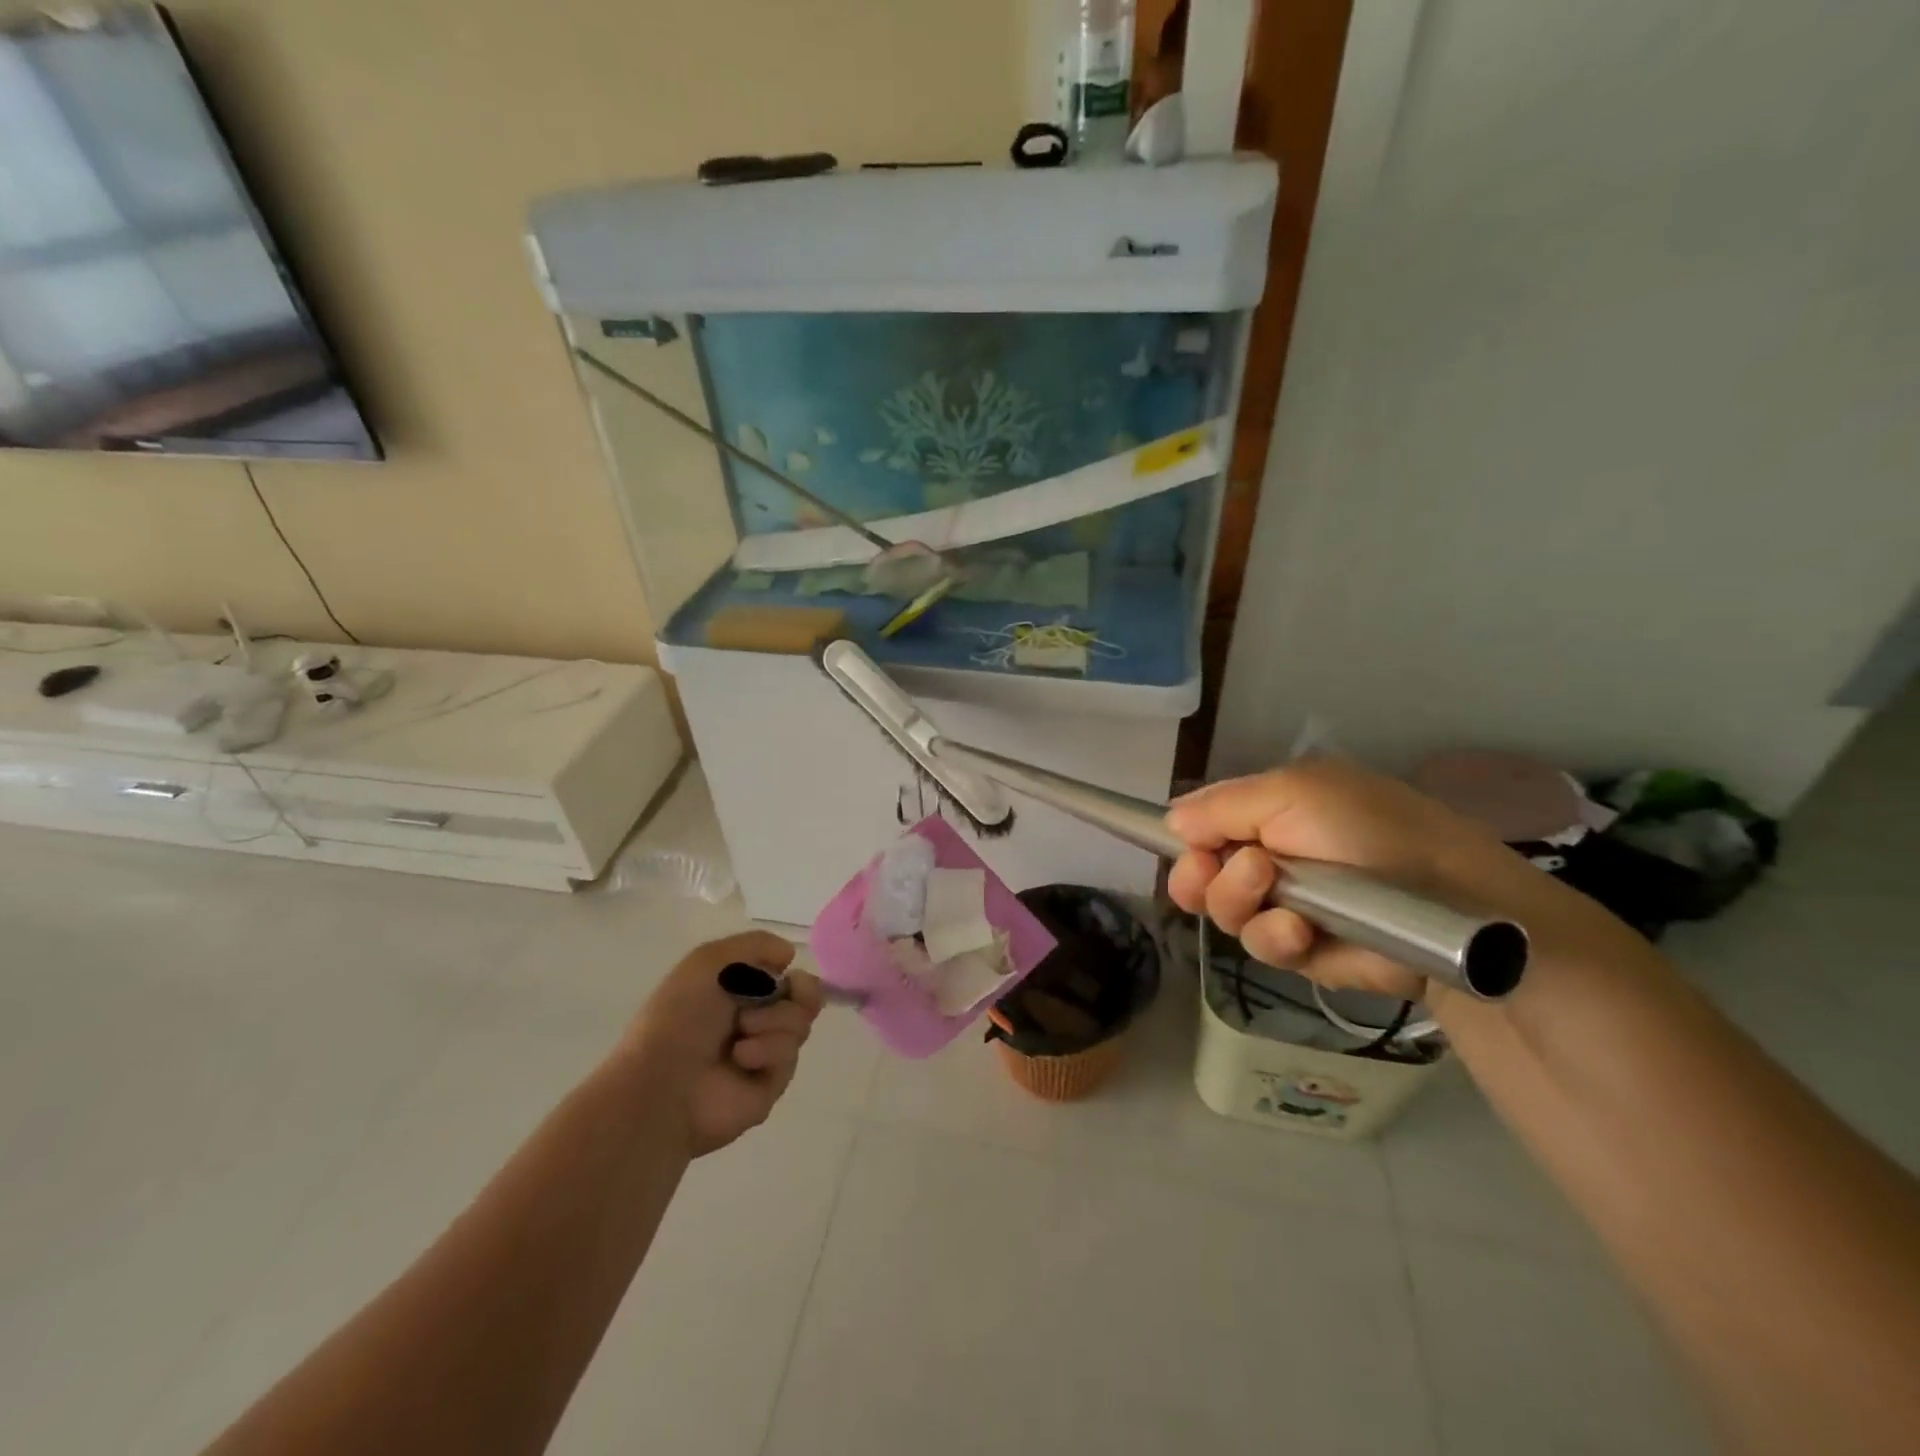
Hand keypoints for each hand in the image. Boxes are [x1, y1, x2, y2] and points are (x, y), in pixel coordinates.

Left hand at [619, 931, 821, 1157]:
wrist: (662, 1082)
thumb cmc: (679, 1015)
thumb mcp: (708, 960)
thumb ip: (755, 943)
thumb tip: (790, 955)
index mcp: (737, 991)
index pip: (786, 975)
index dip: (793, 972)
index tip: (786, 971)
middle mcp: (754, 1019)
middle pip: (805, 999)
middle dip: (800, 993)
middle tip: (782, 996)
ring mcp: (764, 1053)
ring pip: (800, 1024)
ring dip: (774, 1021)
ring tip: (742, 1035)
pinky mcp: (770, 1085)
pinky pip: (790, 1057)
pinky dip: (768, 1050)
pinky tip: (741, 1058)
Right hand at [1166, 757, 1596, 999]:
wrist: (1451, 905)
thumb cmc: (1373, 830)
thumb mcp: (1294, 791)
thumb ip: (1223, 804)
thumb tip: (1170, 822)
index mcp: (1267, 812)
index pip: (1202, 824)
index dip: (1184, 839)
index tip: (1182, 849)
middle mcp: (1269, 856)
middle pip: (1199, 874)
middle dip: (1201, 877)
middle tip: (1218, 873)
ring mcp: (1284, 905)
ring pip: (1222, 912)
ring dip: (1240, 904)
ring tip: (1280, 901)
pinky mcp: (1303, 951)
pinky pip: (1259, 946)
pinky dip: (1274, 938)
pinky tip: (1301, 932)